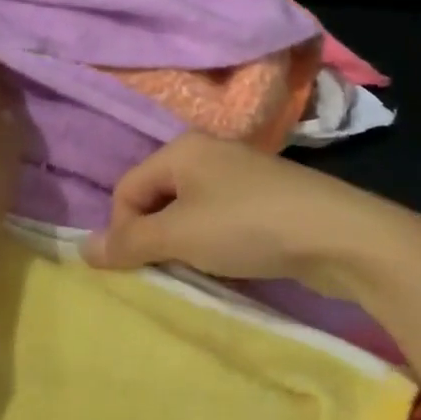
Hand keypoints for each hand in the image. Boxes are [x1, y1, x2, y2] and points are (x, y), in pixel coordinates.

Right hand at [82, 133, 420, 295]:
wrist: (339, 235)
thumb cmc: (249, 227)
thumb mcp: (180, 235)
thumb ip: (129, 242)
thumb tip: (80, 249)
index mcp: (182, 149)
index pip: (126, 190)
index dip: (122, 231)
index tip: (138, 266)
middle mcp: (208, 153)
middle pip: (156, 198)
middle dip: (153, 237)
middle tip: (168, 270)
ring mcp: (240, 175)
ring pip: (189, 212)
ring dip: (183, 244)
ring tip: (199, 269)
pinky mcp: (266, 198)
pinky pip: (219, 219)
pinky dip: (213, 243)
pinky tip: (228, 263)